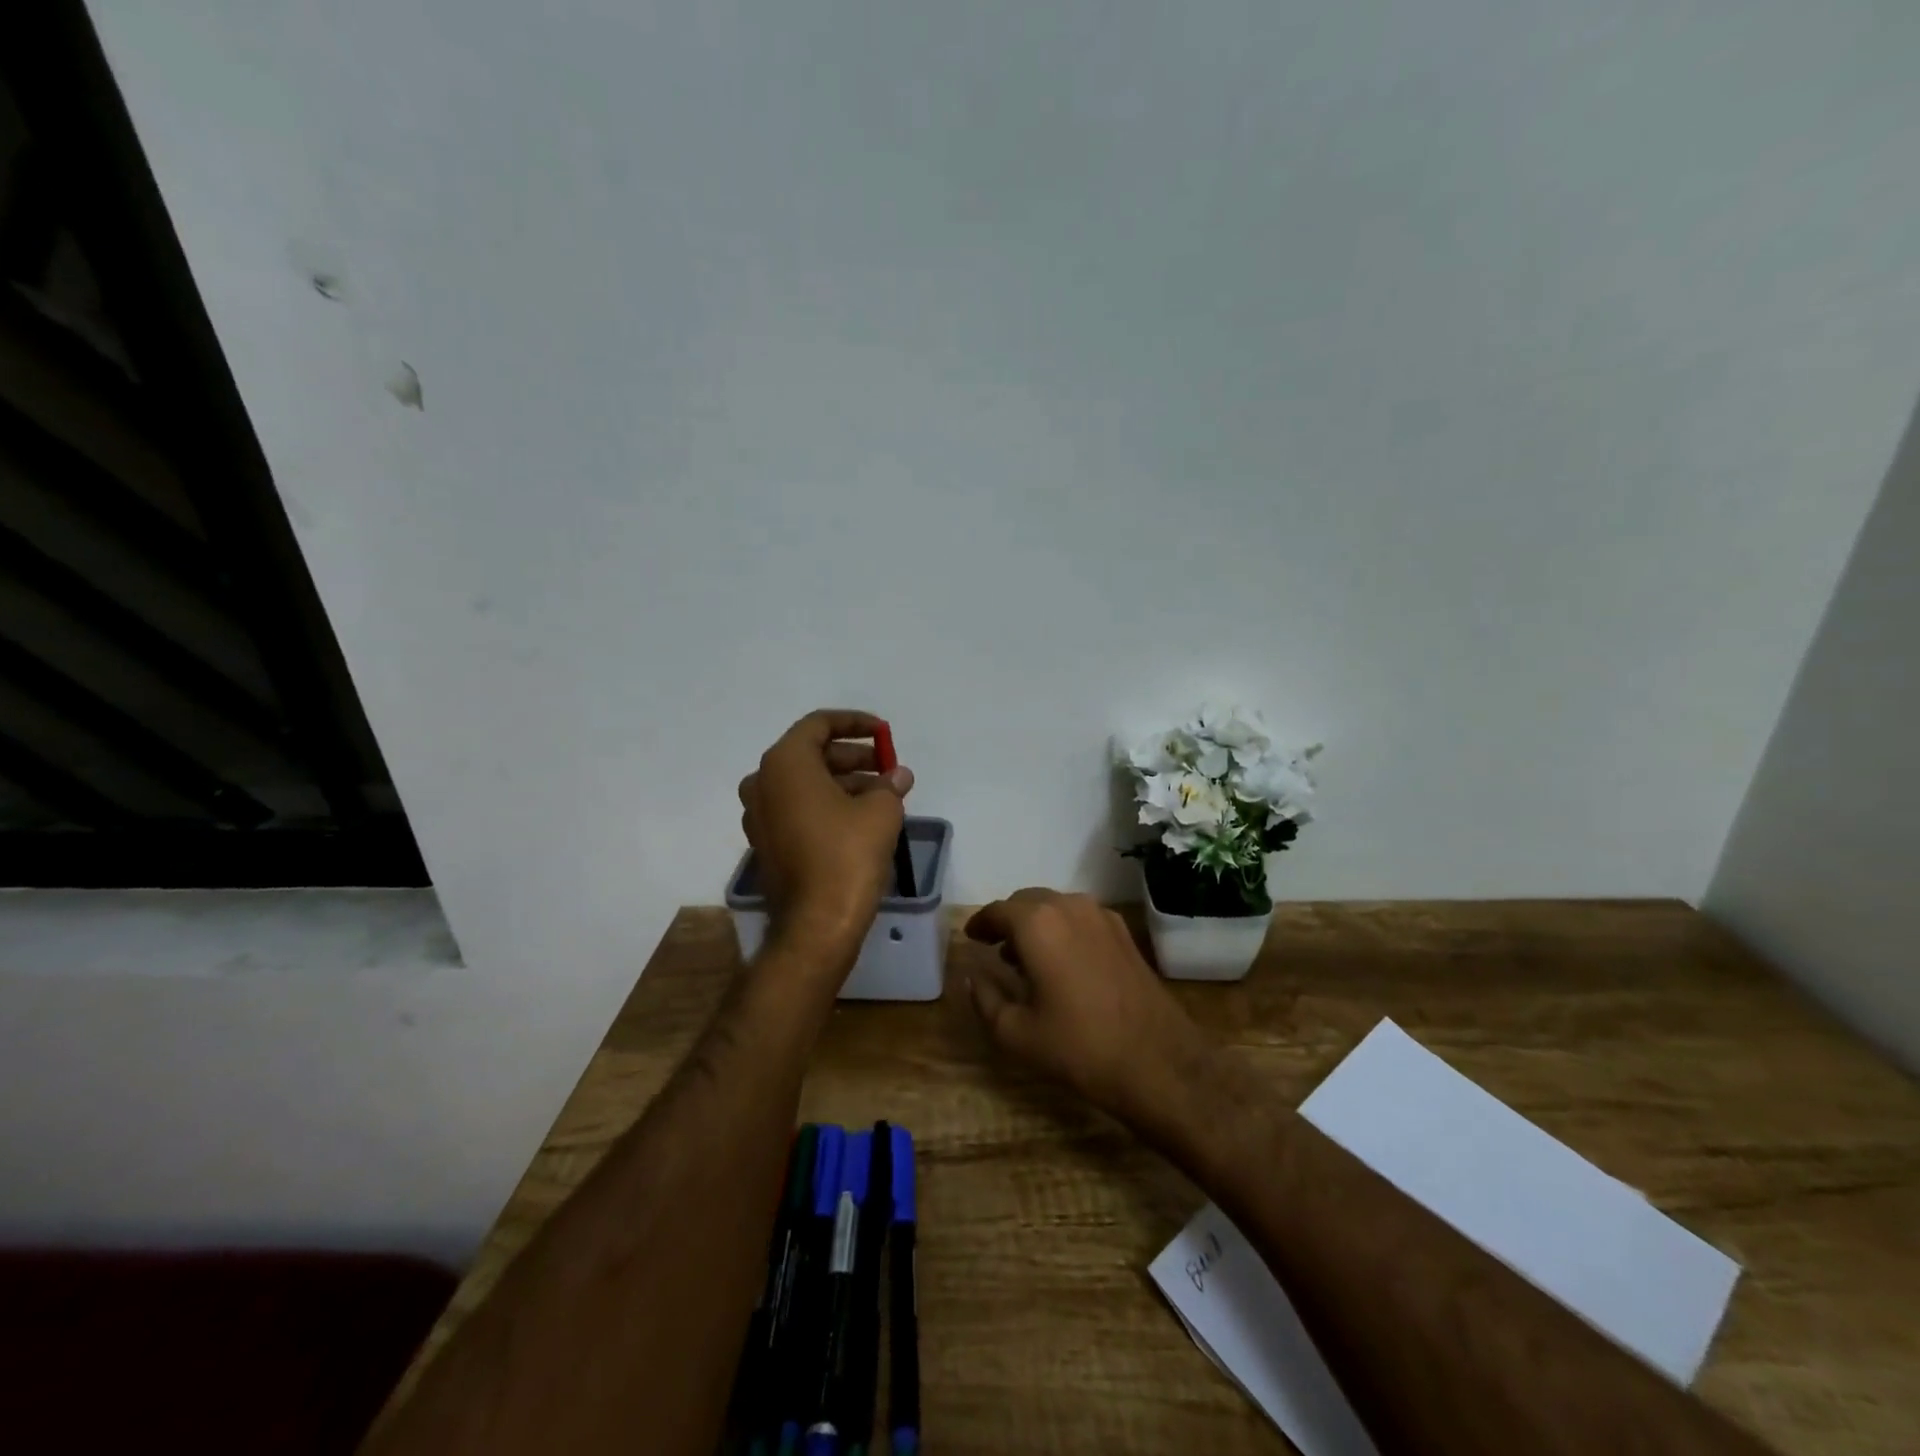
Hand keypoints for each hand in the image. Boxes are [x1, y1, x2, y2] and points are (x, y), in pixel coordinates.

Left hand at [738, 709, 913, 964]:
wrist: (816, 925)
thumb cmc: (848, 855)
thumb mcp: (881, 811)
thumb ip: (889, 784)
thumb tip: (898, 775)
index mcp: (785, 763)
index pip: (819, 724)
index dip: (855, 723)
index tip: (884, 732)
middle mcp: (763, 783)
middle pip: (811, 754)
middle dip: (852, 756)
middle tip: (887, 766)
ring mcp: (759, 815)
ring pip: (804, 783)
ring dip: (842, 781)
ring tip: (882, 793)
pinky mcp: (765, 843)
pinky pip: (796, 808)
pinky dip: (825, 804)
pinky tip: (859, 818)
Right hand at [964, 890, 1213, 1131]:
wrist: (1158, 1062)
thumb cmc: (1079, 1047)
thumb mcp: (1016, 1033)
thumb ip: (985, 998)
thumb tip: (974, 976)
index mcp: (1037, 924)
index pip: (998, 911)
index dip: (980, 924)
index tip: (971, 938)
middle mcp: (1069, 906)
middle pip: (1027, 901)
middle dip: (1008, 921)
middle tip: (995, 948)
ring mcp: (1101, 916)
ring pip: (1056, 906)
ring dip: (1036, 923)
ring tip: (1026, 958)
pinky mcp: (1124, 933)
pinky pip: (1081, 918)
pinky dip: (1063, 929)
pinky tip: (1062, 962)